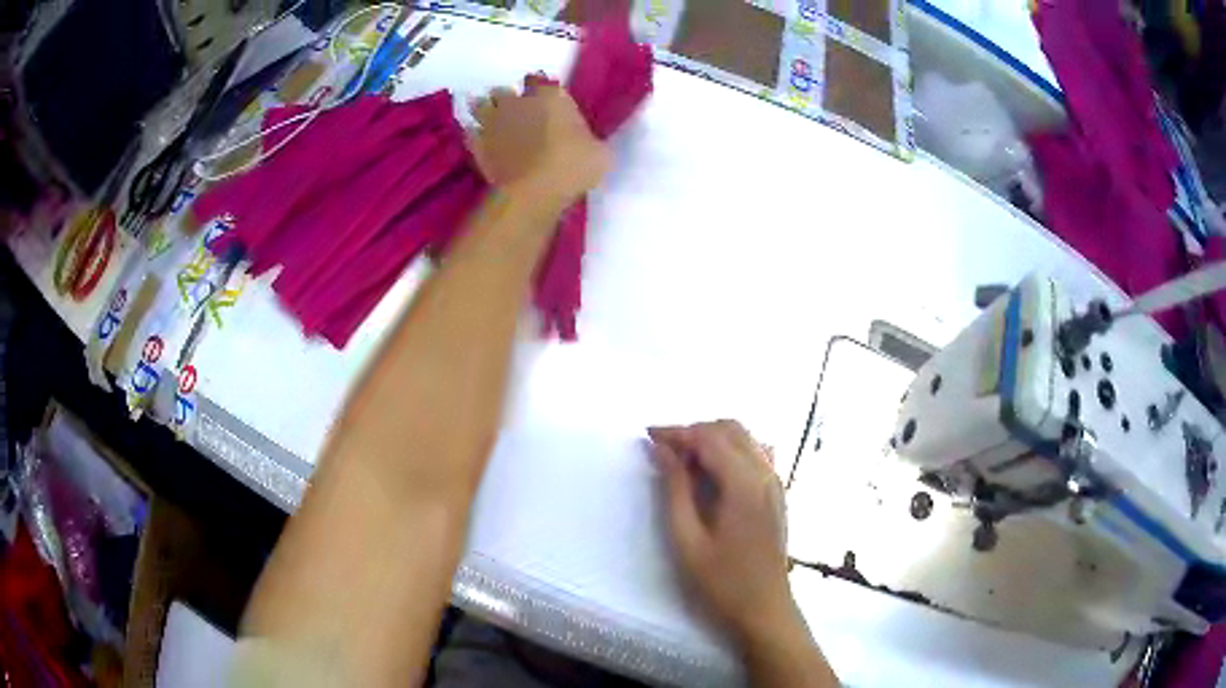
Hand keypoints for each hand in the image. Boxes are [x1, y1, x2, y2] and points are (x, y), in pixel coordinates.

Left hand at [467, 79, 610, 207]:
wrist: (533, 192)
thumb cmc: (573, 167)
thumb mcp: (600, 154)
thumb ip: (591, 140)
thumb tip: (590, 142)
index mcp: (551, 95)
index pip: (540, 79)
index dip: (541, 89)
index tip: (545, 101)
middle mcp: (518, 100)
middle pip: (506, 90)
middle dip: (509, 98)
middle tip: (517, 112)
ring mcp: (493, 121)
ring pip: (481, 104)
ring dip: (486, 110)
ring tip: (492, 121)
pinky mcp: (476, 144)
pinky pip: (470, 132)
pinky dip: (474, 134)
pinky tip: (480, 140)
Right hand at [648, 421, 799, 641]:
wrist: (765, 609)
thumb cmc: (721, 581)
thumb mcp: (688, 539)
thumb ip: (675, 489)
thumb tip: (662, 449)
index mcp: (743, 483)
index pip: (708, 437)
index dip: (677, 432)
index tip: (647, 437)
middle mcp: (765, 473)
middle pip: (729, 429)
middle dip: (694, 431)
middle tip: (662, 450)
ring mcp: (776, 482)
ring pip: (744, 438)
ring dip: (712, 439)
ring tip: (682, 460)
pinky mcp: (778, 493)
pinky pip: (755, 454)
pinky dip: (731, 450)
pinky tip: (712, 472)